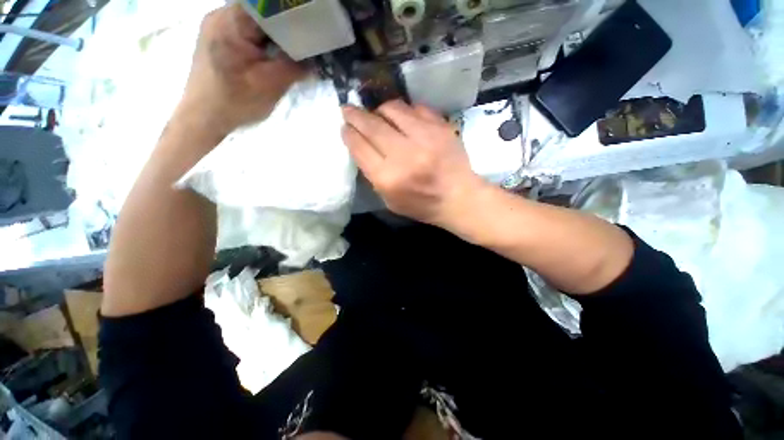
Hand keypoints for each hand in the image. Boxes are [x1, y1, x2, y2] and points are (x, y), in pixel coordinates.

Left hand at [177, 3, 304, 136]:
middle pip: (262, 11)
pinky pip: (248, 29)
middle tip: (306, 43)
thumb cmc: (235, 102)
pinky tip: (274, 54)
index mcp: (231, 22)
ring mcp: (218, 24)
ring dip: (276, 34)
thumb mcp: (271, 85)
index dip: (293, 15)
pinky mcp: (220, 36)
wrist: (204, 117)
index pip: (268, 6)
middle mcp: (221, 15)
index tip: (312, 29)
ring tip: (293, 51)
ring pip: (256, 20)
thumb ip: (295, 68)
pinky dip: (265, 39)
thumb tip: (315, 60)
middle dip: (287, 25)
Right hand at [342, 100, 486, 228]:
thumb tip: (361, 146)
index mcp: (389, 178)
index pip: (360, 147)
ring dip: (379, 110)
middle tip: (348, 110)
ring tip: (377, 115)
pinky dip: (403, 111)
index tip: (344, 126)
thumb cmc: (422, 204)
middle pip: (372, 125)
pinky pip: (415, 108)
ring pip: (392, 109)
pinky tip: (402, 118)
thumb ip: (373, 175)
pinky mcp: (440, 126)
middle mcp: (404, 155)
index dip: (349, 134)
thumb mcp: (390, 200)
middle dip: (355, 115)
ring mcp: (425, 137)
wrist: (459, 198)